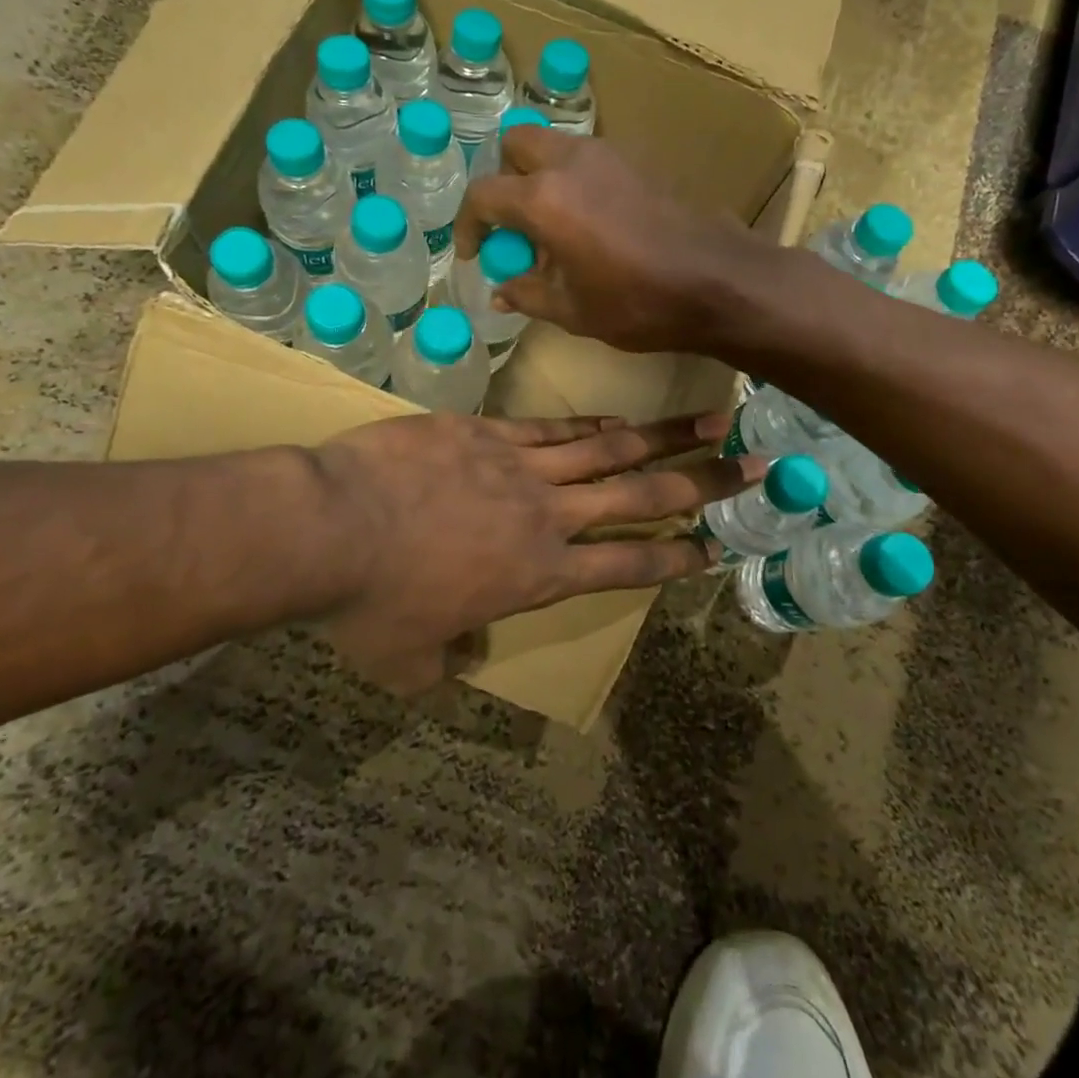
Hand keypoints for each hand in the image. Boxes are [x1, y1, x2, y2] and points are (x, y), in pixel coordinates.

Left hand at [313, 412, 761, 693]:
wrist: (328, 528)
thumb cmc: (369, 605)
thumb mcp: (409, 661)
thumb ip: (448, 661)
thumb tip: (463, 654)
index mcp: (538, 575)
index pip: (626, 565)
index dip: (674, 556)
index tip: (712, 546)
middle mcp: (546, 516)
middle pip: (639, 495)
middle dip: (701, 482)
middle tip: (751, 465)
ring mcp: (518, 466)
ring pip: (606, 449)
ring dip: (661, 436)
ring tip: (706, 421)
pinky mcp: (484, 431)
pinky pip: (551, 427)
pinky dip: (589, 424)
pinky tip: (616, 416)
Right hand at [454, 127, 765, 353]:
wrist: (721, 281)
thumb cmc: (641, 304)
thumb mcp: (575, 312)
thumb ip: (529, 295)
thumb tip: (501, 291)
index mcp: (544, 200)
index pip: (482, 195)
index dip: (467, 225)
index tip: (475, 254)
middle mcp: (570, 163)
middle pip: (515, 145)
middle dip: (502, 180)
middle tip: (513, 225)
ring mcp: (609, 155)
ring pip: (554, 146)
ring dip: (539, 177)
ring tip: (552, 227)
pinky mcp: (639, 160)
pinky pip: (589, 158)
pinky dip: (574, 179)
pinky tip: (591, 222)